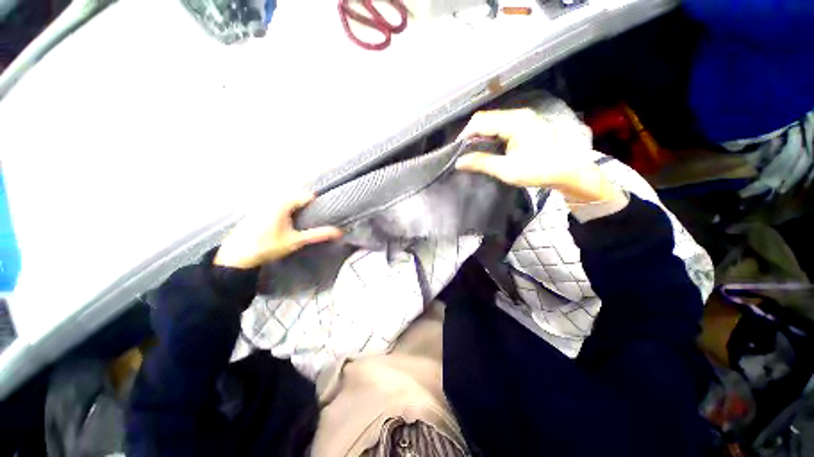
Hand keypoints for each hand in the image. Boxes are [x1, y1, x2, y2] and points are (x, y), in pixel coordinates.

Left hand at [214, 192, 342, 268]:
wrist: (236, 256)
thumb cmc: (267, 246)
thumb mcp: (296, 241)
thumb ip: (317, 234)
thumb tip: (338, 232)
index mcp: (283, 203)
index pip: (307, 196)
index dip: (317, 204)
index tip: (324, 213)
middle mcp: (272, 199)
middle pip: (296, 197)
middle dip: (306, 206)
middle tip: (314, 220)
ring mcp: (262, 203)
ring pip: (286, 201)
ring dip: (295, 209)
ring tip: (302, 222)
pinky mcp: (256, 210)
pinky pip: (276, 205)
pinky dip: (284, 211)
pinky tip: (285, 224)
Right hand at [455, 109, 622, 203]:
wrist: (567, 171)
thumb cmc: (538, 170)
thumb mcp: (506, 170)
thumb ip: (481, 163)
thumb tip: (458, 162)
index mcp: (514, 122)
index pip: (481, 121)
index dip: (465, 134)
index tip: (457, 151)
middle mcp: (518, 115)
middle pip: (485, 118)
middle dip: (471, 134)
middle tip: (463, 153)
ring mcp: (522, 118)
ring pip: (492, 121)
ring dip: (479, 134)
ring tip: (472, 151)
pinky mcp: (524, 124)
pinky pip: (499, 125)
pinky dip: (489, 135)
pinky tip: (486, 147)